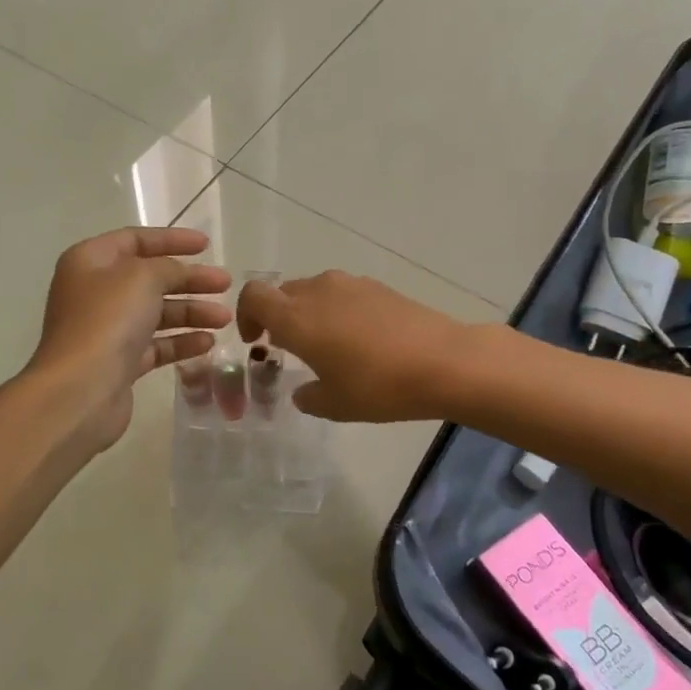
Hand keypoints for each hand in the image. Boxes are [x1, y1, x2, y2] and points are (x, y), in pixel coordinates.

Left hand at [28, 227, 231, 449]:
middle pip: (149, 278)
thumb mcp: (143, 277)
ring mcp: (105, 329)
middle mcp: (94, 292)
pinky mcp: (118, 363)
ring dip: (191, 312)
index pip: (134, 239)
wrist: (80, 390)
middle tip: (226, 284)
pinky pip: (155, 345)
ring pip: (155, 313)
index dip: (171, 239)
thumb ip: (168, 267)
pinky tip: (207, 343)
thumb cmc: (107, 321)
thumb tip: (180, 273)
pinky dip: (180, 341)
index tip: (206, 245)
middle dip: (189, 280)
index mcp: (89, 261)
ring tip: (225, 319)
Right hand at [237, 271, 473, 422]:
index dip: (246, 315)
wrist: (445, 362)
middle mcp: (318, 291)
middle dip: (277, 317)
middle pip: (283, 293)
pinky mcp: (378, 287)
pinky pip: (342, 294)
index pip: (253, 295)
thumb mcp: (335, 405)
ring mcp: (351, 285)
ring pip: (314, 292)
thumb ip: (308, 397)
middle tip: (288, 349)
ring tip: (326, 345)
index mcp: (296, 317)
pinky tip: (359, 340)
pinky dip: (337, 311)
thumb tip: (303, 391)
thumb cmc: (379, 386)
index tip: (256, 341)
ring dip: (309, 314)